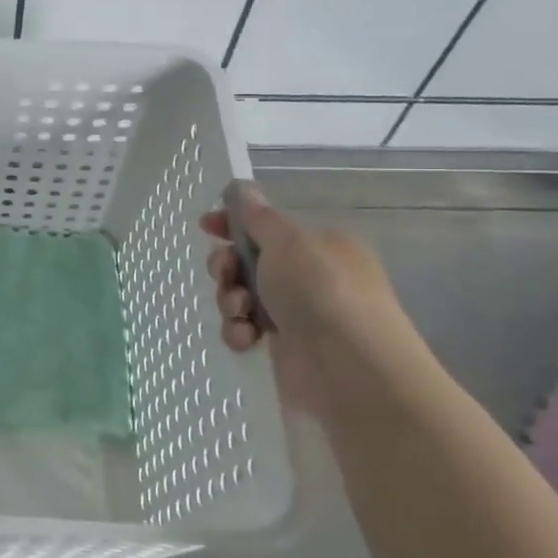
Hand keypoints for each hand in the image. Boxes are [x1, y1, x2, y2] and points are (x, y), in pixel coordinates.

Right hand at [200, 186, 413, 415]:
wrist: (351, 368)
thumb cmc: (321, 290)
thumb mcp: (288, 241)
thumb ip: (259, 217)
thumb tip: (242, 188)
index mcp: (319, 246)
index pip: (268, 227)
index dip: (234, 224)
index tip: (206, 225)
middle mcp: (310, 278)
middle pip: (249, 262)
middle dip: (227, 267)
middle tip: (224, 274)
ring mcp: (298, 315)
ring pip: (242, 297)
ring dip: (231, 301)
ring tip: (240, 313)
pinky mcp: (285, 350)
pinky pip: (246, 331)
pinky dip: (239, 332)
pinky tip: (246, 339)